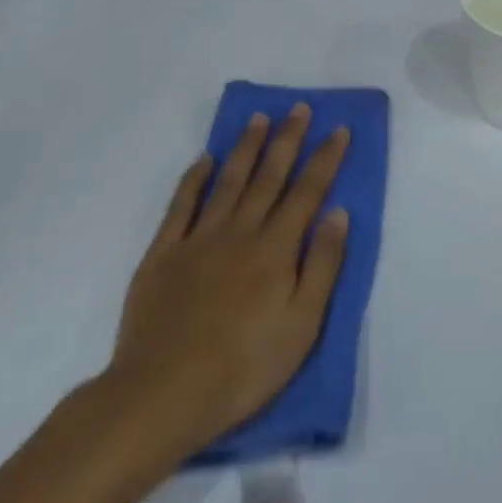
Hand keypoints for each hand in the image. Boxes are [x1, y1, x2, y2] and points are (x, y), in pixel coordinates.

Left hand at [99, 105, 350, 462]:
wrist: (164, 394)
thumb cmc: (245, 367)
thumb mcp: (302, 325)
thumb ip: (323, 265)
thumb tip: (338, 212)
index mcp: (276, 249)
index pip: (308, 192)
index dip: (325, 159)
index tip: (338, 130)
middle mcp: (240, 231)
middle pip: (269, 176)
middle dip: (288, 140)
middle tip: (299, 108)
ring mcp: (199, 239)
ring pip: (229, 181)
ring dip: (246, 147)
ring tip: (259, 118)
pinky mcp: (163, 253)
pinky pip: (181, 205)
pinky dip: (194, 179)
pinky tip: (205, 160)